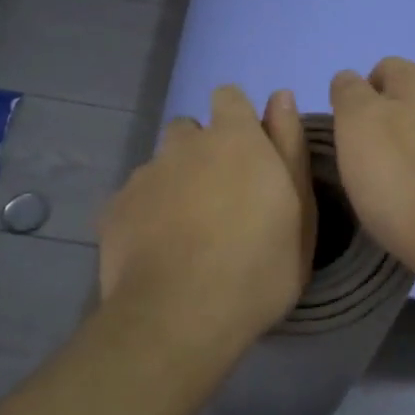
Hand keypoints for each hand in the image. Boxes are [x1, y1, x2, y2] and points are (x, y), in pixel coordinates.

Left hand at [98, 86, 314, 353]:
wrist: (178, 317)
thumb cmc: (258, 266)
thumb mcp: (299, 211)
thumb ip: (289, 146)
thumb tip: (281, 96)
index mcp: (234, 138)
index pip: (228, 97)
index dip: (237, 119)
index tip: (249, 156)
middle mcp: (184, 144)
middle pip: (190, 131)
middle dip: (202, 153)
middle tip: (220, 201)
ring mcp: (144, 174)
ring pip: (161, 166)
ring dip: (174, 184)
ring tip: (186, 232)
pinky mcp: (114, 208)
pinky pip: (134, 199)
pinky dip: (146, 215)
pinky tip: (157, 252)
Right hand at [328, 58, 414, 289]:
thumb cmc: (401, 181)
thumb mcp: (357, 125)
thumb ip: (350, 95)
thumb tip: (351, 82)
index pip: (386, 69)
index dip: (361, 92)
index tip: (347, 129)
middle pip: (413, 98)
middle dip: (389, 118)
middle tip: (367, 156)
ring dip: (413, 146)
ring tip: (396, 183)